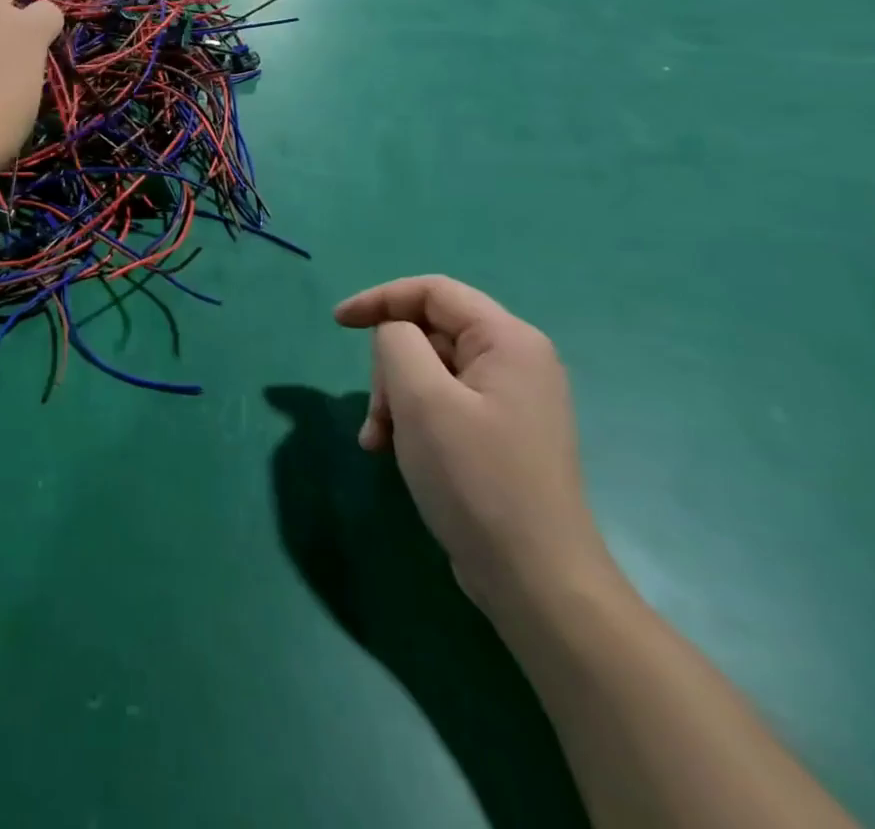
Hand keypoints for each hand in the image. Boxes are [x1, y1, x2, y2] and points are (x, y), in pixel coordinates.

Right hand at [334, 275, 613, 620]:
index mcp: (508, 340)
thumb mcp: (422, 399)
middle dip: (389, 367)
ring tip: (378, 441)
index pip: (433, 291)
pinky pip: (443, 404)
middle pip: (429, 333)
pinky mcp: (500, 435)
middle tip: (377, 414)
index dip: (380, 298)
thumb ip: (396, 342)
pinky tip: (391, 452)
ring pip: (430, 371)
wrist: (537, 583)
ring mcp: (510, 401)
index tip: (338, 323)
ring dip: (395, 399)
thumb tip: (394, 336)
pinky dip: (412, 419)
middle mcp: (516, 361)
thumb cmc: (476, 479)